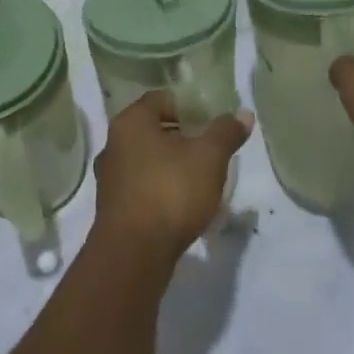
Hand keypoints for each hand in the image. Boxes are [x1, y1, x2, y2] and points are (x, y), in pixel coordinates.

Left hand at [92, 93, 251, 266]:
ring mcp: (110, 178)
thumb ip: (226, 132)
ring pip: (148, 160)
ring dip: (173, 165)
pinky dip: (162, 189)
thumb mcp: (209, 158)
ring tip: (203, 179)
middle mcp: (114, 144)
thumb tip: (243, 113)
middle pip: (154, 129)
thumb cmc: (170, 192)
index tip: (212, 119)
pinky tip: (184, 205)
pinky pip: (142, 186)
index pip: (162, 98)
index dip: (189, 105)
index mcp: (131, 121)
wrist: (133, 255)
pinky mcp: (113, 208)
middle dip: (184, 137)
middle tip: (212, 149)